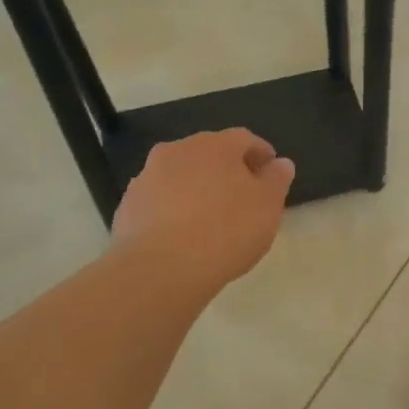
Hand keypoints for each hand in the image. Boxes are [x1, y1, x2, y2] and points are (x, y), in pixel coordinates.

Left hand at [111, 129, 294, 290]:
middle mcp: (177, 151)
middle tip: (242, 195)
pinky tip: (182, 235)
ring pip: (180, 176)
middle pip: (209, 154)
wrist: (160, 269)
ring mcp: (147, 177)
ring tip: (210, 218)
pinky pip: (159, 200)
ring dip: (197, 188)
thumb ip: (276, 180)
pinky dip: (173, 209)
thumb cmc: (225, 231)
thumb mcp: (267, 207)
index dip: (260, 154)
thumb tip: (280, 163)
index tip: (271, 172)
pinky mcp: (128, 205)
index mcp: (214, 145)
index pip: (244, 139)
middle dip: (227, 170)